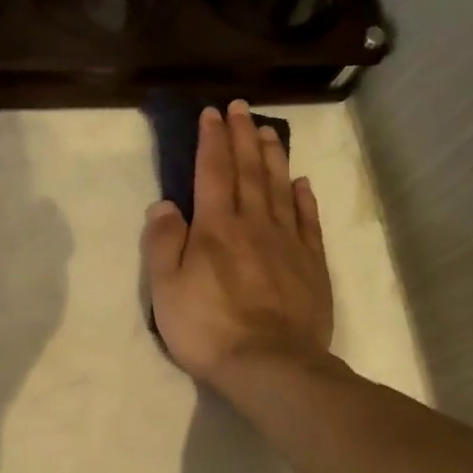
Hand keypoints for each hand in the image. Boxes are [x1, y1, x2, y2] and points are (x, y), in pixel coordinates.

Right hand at [142, 101, 334, 388]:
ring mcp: (287, 243)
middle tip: (241, 108)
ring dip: (272, 157)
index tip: (211, 114)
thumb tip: (164, 204)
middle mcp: (254, 224)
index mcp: (216, 227)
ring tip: (269, 132)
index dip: (211, 140)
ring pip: (279, 188)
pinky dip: (303, 198)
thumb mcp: (165, 288)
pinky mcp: (311, 265)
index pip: (212, 172)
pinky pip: (308, 221)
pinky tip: (301, 183)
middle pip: (249, 171)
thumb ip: (162, 242)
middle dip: (243, 136)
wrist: (270, 364)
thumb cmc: (208, 327)